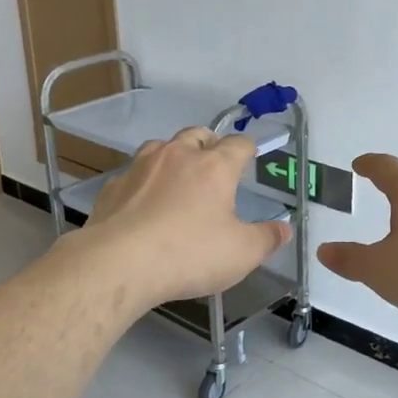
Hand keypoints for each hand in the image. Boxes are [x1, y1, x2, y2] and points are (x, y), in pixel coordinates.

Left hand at [84, 128, 291, 306]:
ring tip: (177, 180)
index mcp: (214, 167)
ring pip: (161, 147)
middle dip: (208, 144)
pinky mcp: (114, 187)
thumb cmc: (190, 254)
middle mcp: (177, 156)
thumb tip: (284, 229)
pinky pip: (133, 175)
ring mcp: (141, 168)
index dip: (247, 149)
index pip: (238, 144)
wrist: (120, 263)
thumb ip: (266, 238)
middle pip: (197, 134)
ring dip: (172, 157)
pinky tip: (143, 206)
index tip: (250, 157)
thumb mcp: (241, 254)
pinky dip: (143, 184)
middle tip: (213, 164)